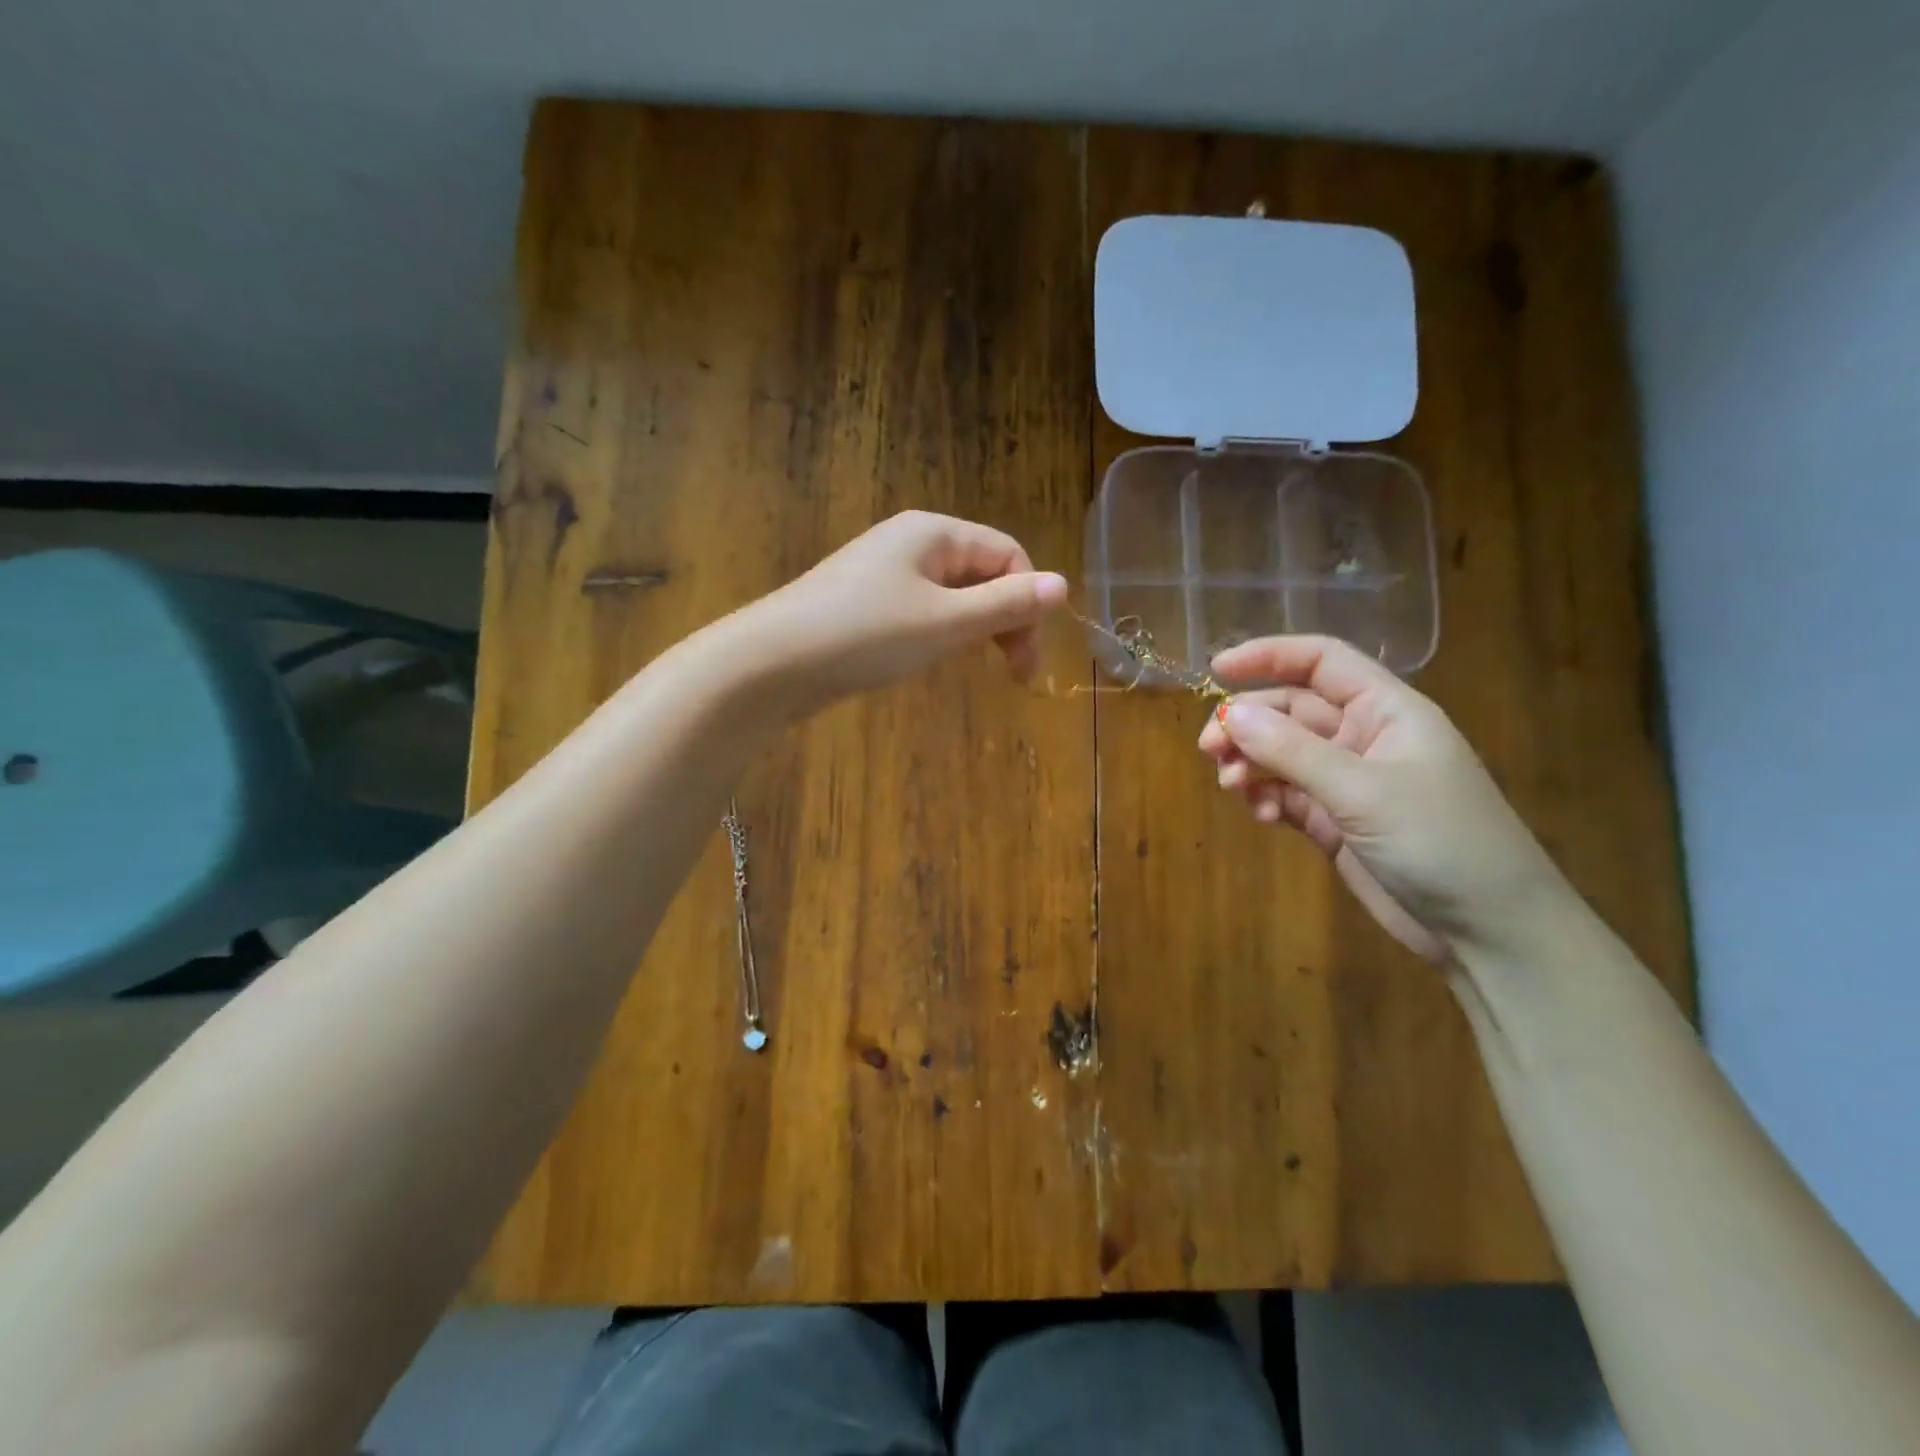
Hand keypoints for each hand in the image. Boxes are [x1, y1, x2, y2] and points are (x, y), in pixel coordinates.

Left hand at [731, 511, 1067, 709]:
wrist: (771, 663)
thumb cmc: (865, 635)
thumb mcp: (945, 622)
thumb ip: (1005, 605)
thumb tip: (1063, 585)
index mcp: (934, 532)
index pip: (1008, 555)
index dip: (1029, 603)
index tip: (1027, 661)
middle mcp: (911, 542)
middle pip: (982, 572)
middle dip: (1006, 619)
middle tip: (1015, 675)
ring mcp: (884, 572)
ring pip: (953, 594)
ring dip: (975, 629)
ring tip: (974, 666)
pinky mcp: (864, 602)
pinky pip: (922, 609)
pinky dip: (941, 633)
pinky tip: (933, 658)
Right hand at [1196, 636, 1565, 963]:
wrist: (1489, 929)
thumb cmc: (1440, 840)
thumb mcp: (1362, 789)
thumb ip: (1291, 750)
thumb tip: (1229, 714)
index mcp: (1386, 710)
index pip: (1322, 662)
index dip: (1270, 656)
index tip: (1217, 669)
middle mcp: (1365, 737)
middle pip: (1291, 710)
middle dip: (1248, 722)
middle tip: (1209, 749)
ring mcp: (1349, 781)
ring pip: (1282, 754)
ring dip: (1251, 763)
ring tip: (1231, 786)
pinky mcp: (1336, 821)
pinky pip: (1287, 794)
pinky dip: (1267, 798)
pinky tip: (1262, 817)